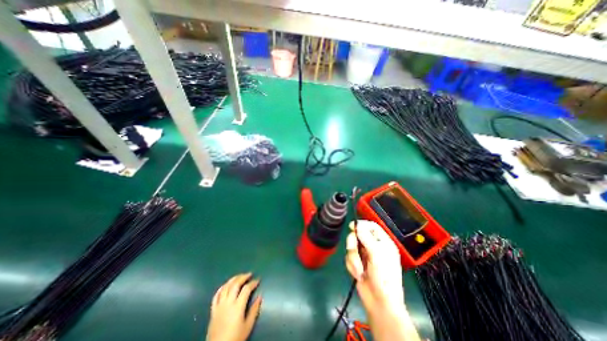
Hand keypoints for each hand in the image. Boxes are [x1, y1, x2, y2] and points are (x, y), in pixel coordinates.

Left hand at [206, 272, 261, 340]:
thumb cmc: (235, 338)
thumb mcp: (248, 326)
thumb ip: (254, 310)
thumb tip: (260, 297)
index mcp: (237, 306)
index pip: (246, 289)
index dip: (253, 283)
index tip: (258, 280)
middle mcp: (228, 303)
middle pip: (235, 284)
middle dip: (243, 277)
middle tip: (249, 274)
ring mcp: (219, 305)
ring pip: (226, 287)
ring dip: (233, 279)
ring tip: (239, 276)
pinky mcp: (213, 310)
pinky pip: (216, 295)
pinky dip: (222, 287)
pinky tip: (226, 285)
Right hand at [344, 222, 404, 316]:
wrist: (379, 303)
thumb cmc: (384, 277)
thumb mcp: (377, 255)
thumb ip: (366, 238)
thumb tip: (357, 224)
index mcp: (383, 242)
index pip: (372, 226)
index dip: (362, 224)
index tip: (352, 226)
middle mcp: (373, 247)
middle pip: (358, 235)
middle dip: (354, 245)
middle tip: (354, 251)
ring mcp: (365, 255)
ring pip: (351, 247)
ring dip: (353, 259)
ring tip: (360, 270)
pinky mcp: (357, 263)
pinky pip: (349, 258)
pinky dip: (352, 266)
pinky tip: (358, 274)